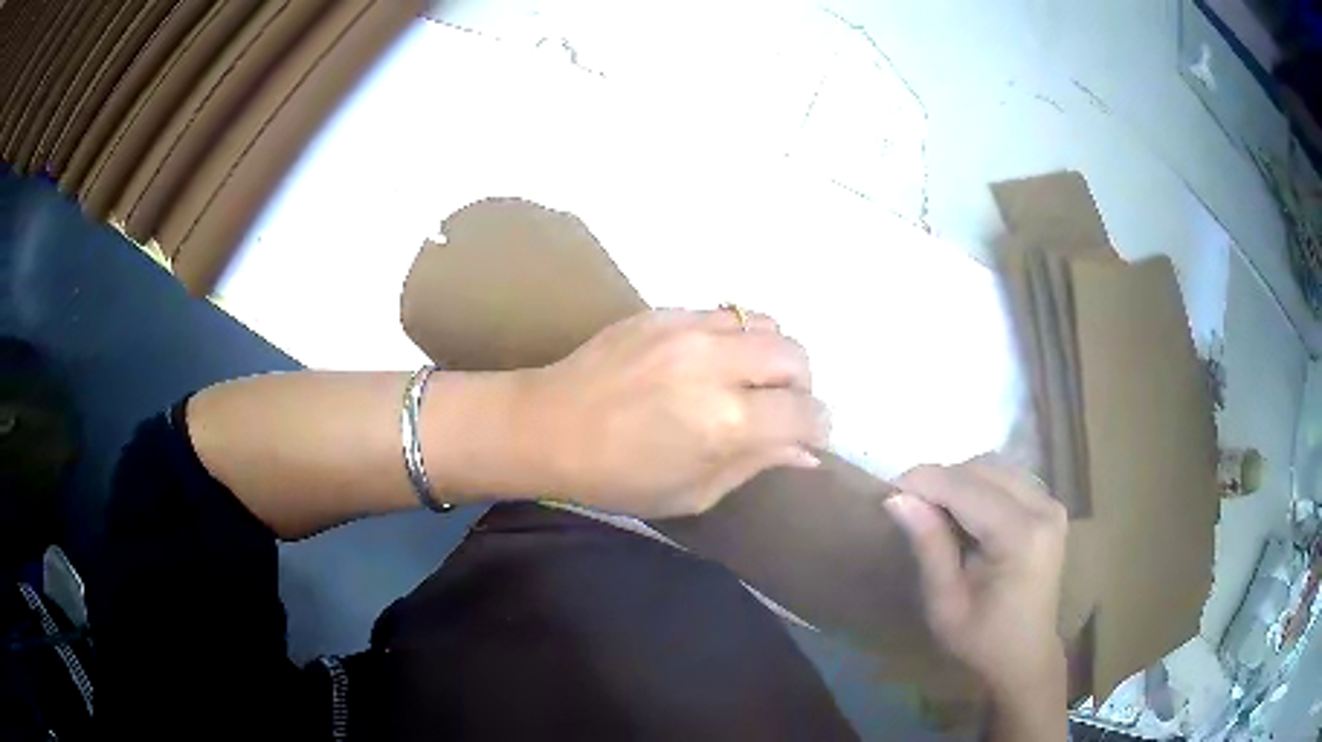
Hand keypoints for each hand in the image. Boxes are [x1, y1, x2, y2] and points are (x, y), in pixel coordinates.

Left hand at [516, 309, 827, 517]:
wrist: (545, 427)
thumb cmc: (616, 478)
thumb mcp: (692, 492)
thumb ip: (755, 465)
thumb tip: (805, 451)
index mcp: (726, 422)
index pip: (806, 413)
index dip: (817, 428)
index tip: (807, 436)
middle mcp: (717, 365)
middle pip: (795, 357)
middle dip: (800, 387)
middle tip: (778, 409)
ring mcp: (689, 329)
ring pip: (765, 324)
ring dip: (770, 355)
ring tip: (748, 379)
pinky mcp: (664, 312)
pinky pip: (723, 314)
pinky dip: (734, 339)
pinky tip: (708, 362)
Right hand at [885, 457, 1066, 736]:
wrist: (1024, 655)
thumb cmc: (981, 640)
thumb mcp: (945, 604)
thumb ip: (929, 546)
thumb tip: (897, 498)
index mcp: (1021, 536)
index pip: (967, 488)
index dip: (925, 481)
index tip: (888, 490)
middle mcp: (1043, 508)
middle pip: (983, 469)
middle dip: (941, 479)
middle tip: (908, 505)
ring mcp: (1050, 504)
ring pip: (995, 467)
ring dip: (959, 480)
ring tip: (932, 510)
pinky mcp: (1048, 506)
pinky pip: (1007, 478)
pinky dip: (977, 486)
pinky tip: (961, 513)